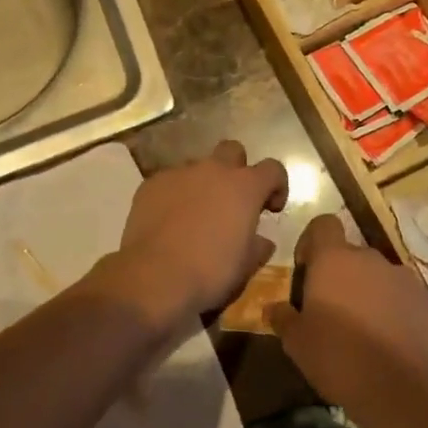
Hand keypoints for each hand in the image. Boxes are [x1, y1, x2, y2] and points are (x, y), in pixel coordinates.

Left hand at [96, 141, 288, 329]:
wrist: (155, 277)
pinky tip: (168, 222)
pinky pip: (169, 182)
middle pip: (232, 151)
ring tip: (196, 215)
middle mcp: (213, 170)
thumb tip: (261, 241)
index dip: (277, 186)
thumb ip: (258, 246)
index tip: (271, 209)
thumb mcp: (246, 266)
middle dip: (237, 170)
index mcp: (244, 186)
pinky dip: (174, 196)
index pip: (273, 168)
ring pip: (197, 167)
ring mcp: (179, 173)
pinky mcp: (151, 184)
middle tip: (233, 201)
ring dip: (203, 184)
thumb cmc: (211, 271)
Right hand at [267, 214, 427, 409]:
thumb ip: (283, 318)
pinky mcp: (426, 300)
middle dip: (340, 274)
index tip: (307, 270)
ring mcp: (402, 277)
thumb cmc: (338, 358)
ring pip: (377, 275)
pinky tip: (389, 339)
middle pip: (350, 254)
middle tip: (332, 309)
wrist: (402, 390)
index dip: (312, 242)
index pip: (323, 224)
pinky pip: (402, 295)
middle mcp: (369, 258)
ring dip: (368, 291)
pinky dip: (394, 308)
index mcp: (333, 259)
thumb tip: (274, 308)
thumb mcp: (296, 343)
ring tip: (363, 328)